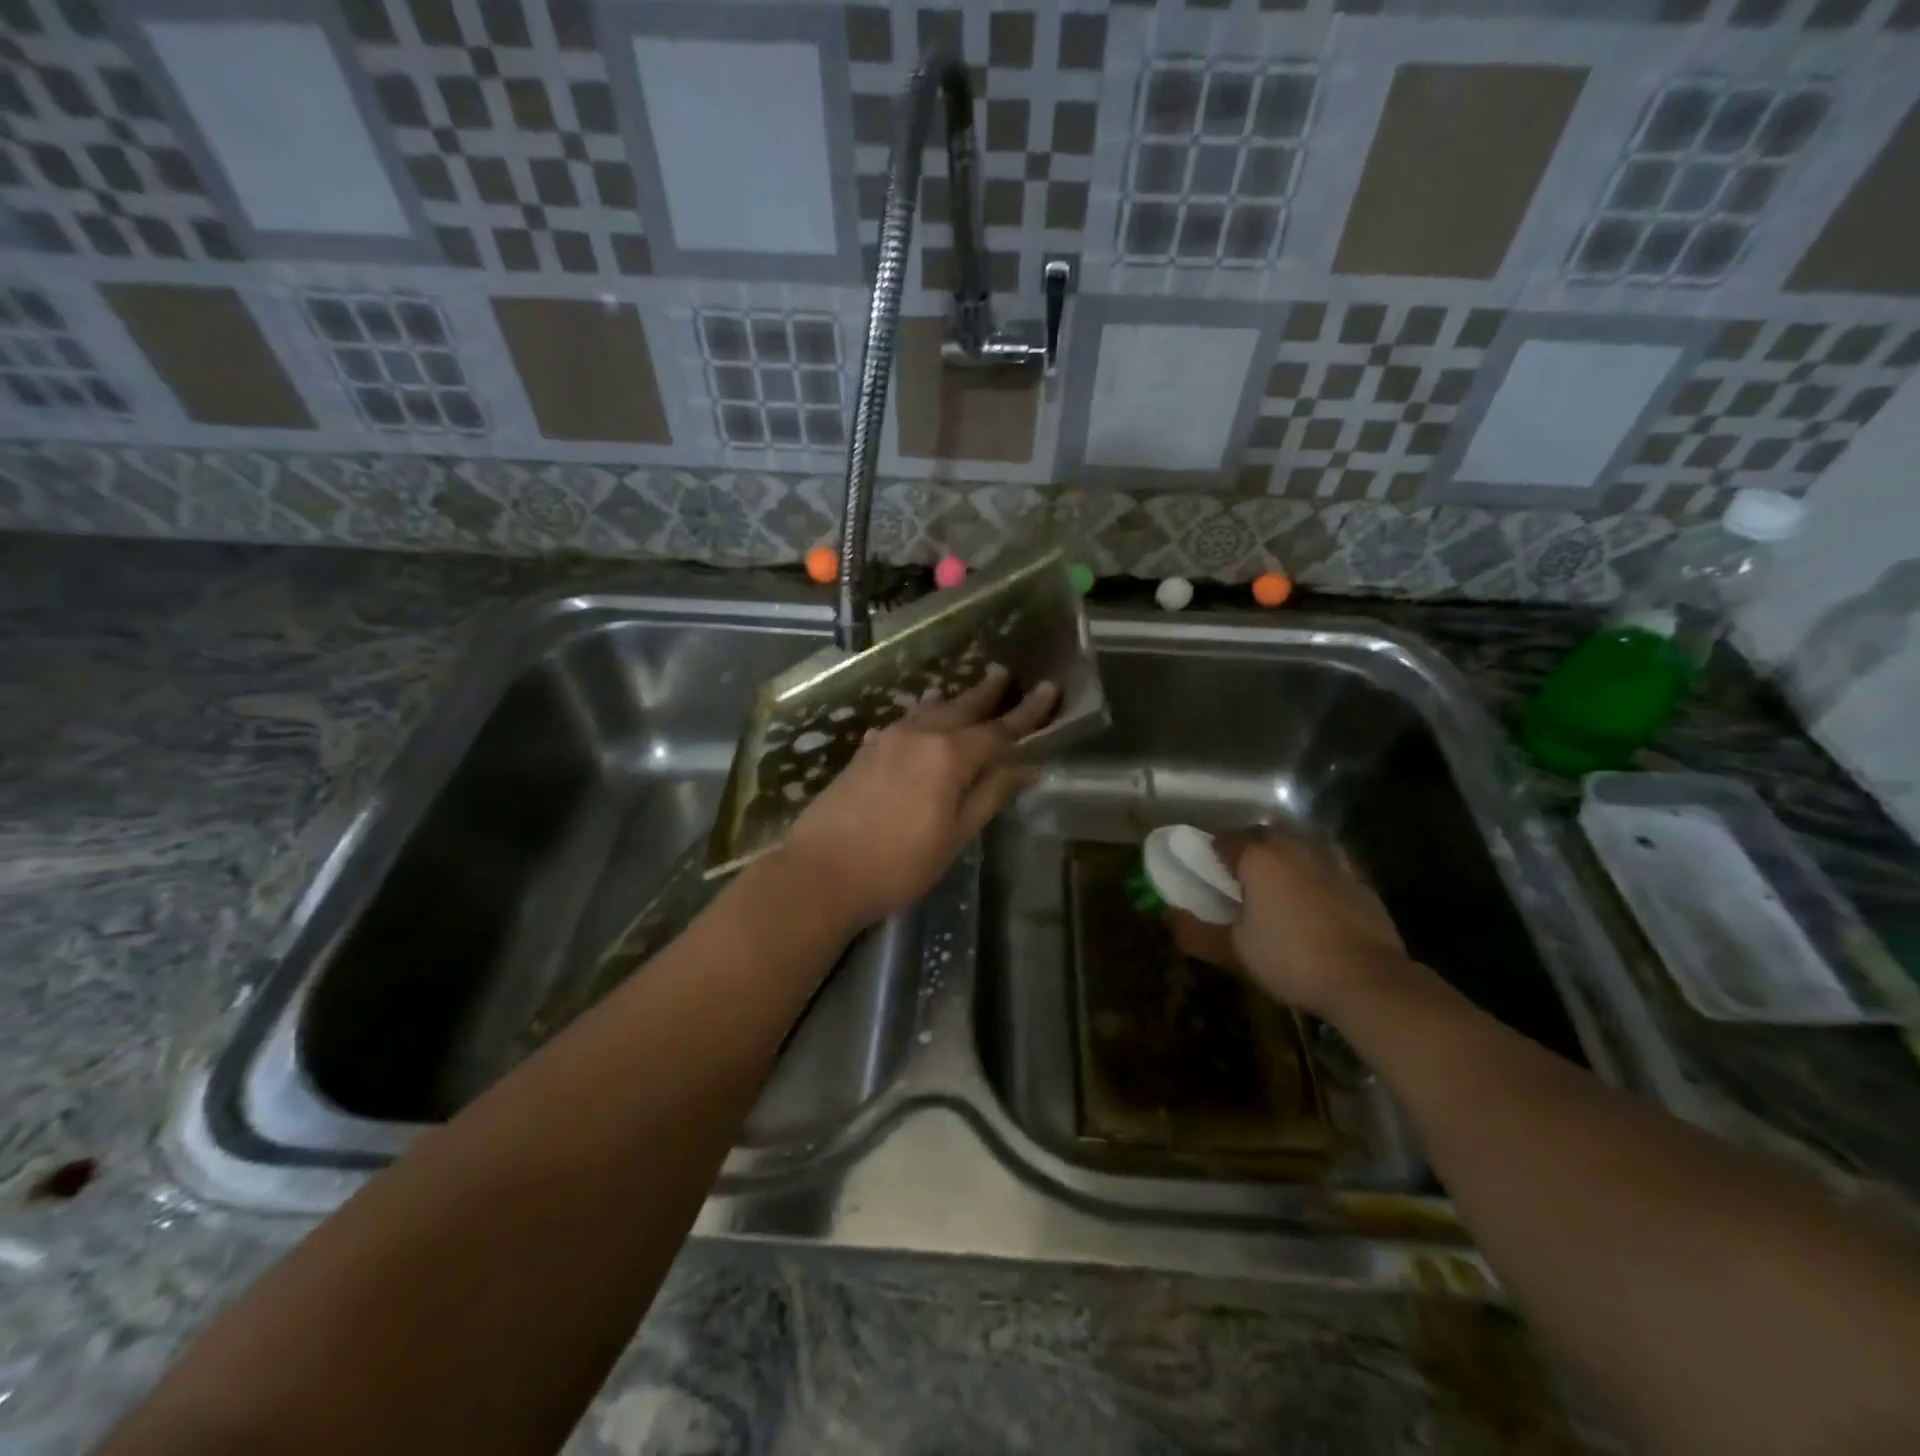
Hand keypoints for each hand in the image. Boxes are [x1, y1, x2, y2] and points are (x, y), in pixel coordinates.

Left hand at [780, 665, 1057, 930]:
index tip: (1050, 689)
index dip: (1028, 713)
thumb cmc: (900, 862)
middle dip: (987, 694)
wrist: (821, 872)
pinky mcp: (864, 752)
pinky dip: (920, 719)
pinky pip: (902, 724)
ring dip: (952, 701)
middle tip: (1006, 674)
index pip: (1000, 729)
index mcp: (950, 754)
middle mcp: (920, 735)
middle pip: (962, 708)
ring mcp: (887, 740)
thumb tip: (1028, 765)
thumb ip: (992, 794)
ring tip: (966, 693)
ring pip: (929, 711)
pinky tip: (918, 723)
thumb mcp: (956, 834)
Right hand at [1166, 827, 1408, 1018]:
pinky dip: (1315, 879)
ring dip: (1284, 859)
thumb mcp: (1234, 952)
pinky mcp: (1360, 884)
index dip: (1211, 853)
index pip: (1224, 840)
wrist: (1368, 981)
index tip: (1206, 874)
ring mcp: (1332, 864)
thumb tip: (1168, 918)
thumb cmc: (1291, 959)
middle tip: (1239, 880)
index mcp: (1259, 858)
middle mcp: (1295, 849)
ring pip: (1299, 847)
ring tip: (1276, 891)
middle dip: (1248, 849)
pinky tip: (1314, 908)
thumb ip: (1196, 932)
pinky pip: (1328, 869)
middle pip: (1264, 835)